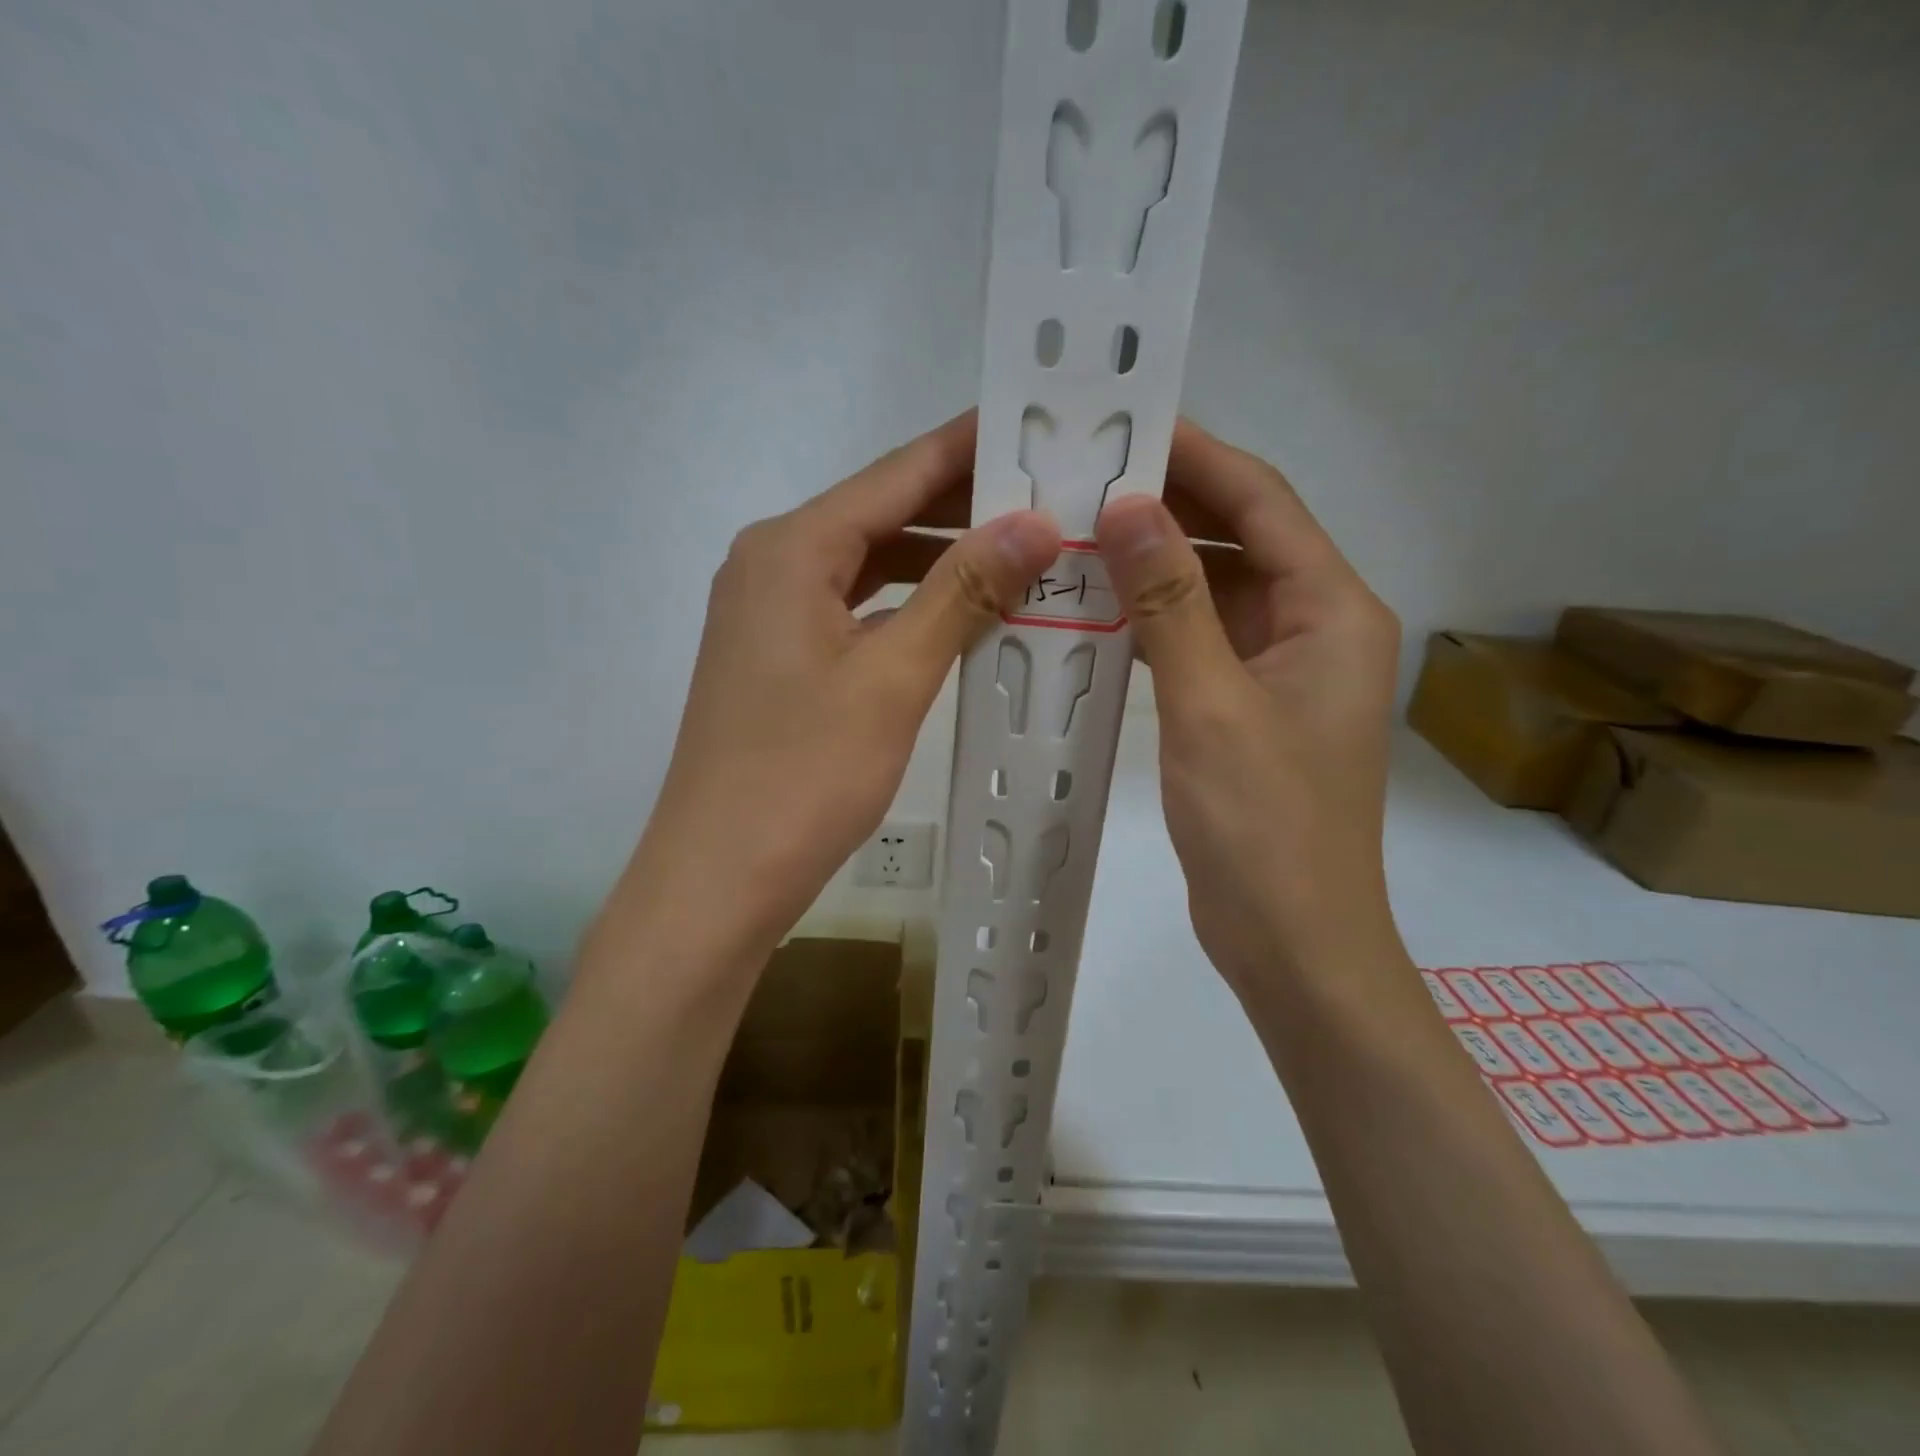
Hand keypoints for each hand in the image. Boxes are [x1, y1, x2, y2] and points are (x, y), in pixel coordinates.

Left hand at [617, 413, 1060, 975]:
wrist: (718, 876)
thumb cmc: (803, 776)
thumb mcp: (892, 678)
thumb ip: (962, 592)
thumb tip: (1037, 523)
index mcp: (791, 548)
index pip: (896, 474)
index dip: (969, 448)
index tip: (1037, 422)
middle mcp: (771, 563)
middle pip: (881, 513)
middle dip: (962, 505)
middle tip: (1050, 494)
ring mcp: (770, 613)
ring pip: (869, 564)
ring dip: (939, 559)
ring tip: (1022, 552)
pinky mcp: (778, 657)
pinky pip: (855, 608)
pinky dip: (908, 605)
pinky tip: (960, 615)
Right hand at [1095, 421, 1400, 1004]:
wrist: (1293, 940)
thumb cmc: (1263, 826)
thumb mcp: (1211, 705)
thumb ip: (1172, 603)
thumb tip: (1129, 507)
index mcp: (1332, 611)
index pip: (1264, 503)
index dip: (1199, 458)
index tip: (1128, 425)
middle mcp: (1316, 626)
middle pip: (1242, 539)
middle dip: (1170, 506)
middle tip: (1086, 480)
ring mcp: (1281, 670)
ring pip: (1216, 591)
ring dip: (1157, 564)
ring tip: (1081, 533)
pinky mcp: (1248, 707)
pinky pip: (1200, 640)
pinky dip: (1155, 619)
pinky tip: (1099, 608)